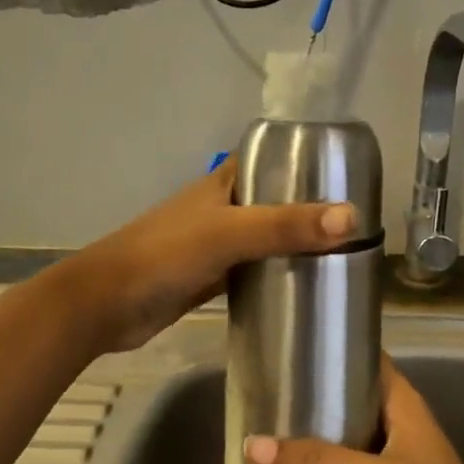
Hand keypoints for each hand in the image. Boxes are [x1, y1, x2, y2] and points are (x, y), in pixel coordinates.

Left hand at [62, 164, 357, 353]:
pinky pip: (253, 271)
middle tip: (358, 226)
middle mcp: (222, 208)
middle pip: (274, 202)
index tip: (349, 175)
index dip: (306, 161)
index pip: (272, 159)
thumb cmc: (164, 255)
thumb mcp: (228, 233)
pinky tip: (305, 288)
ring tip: (343, 256)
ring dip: (295, 245)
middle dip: (310, 210)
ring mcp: (216, 245)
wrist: (106, 304)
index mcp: (223, 183)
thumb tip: (352, 217)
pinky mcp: (211, 278)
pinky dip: (276, 275)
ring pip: (266, 239)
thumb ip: (285, 226)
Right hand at [244, 358, 463, 463]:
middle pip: (346, 401)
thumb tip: (252, 446)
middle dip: (308, 397)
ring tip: (261, 432)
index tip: (286, 347)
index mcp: (403, 406)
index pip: (366, 360)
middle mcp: (396, 429)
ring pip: (341, 441)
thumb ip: (319, 463)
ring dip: (308, 439)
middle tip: (261, 394)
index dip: (332, 350)